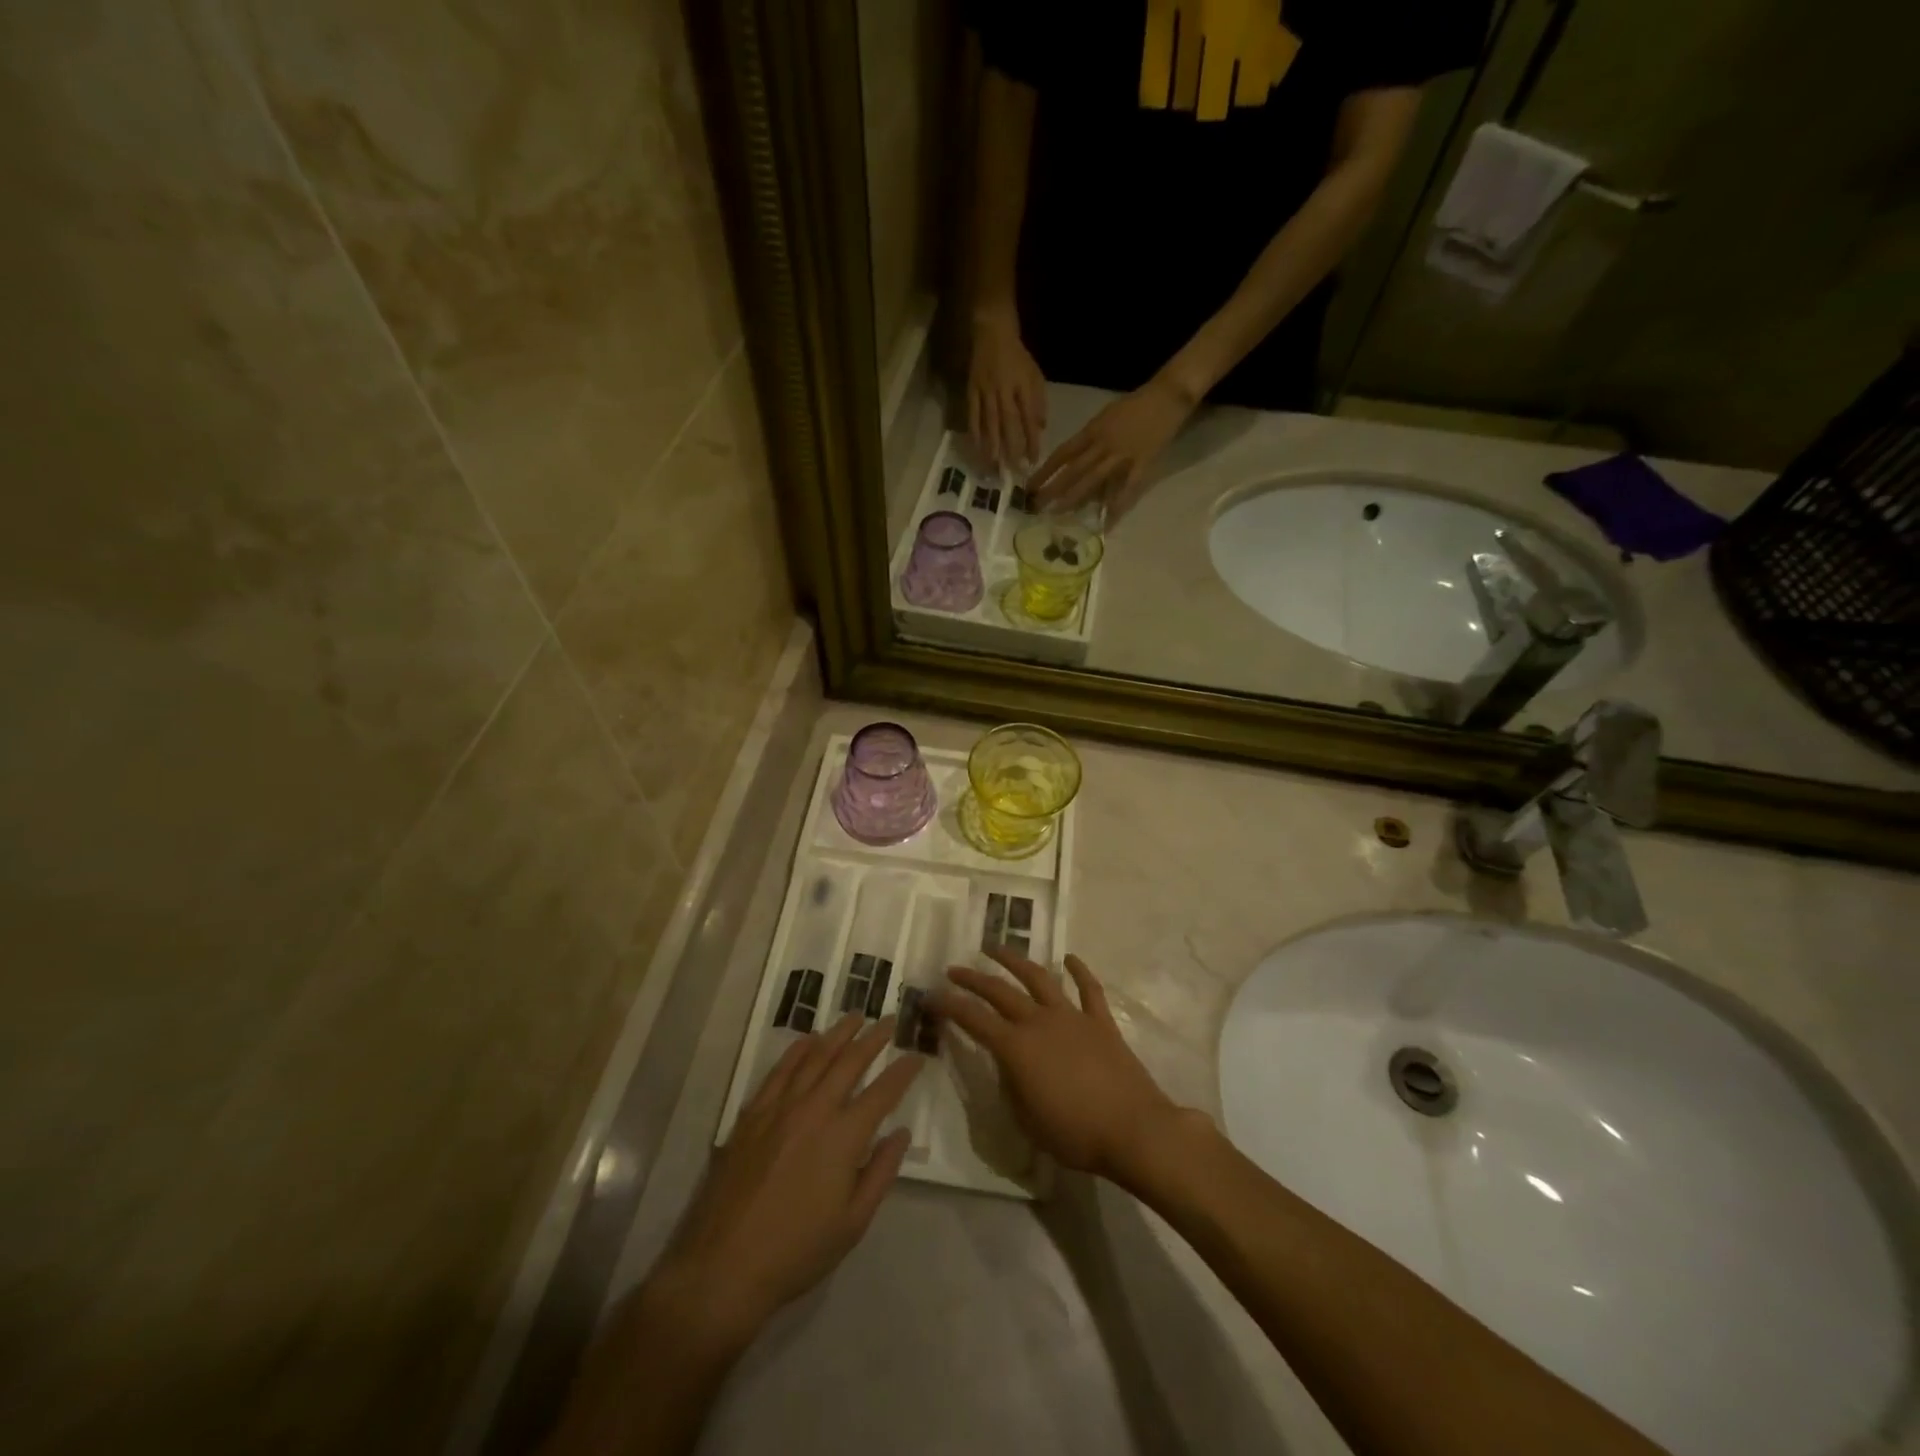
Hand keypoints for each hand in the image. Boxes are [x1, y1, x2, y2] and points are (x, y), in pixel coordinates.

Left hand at [647, 1014, 923, 1350]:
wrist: (723, 1266)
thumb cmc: (796, 1251)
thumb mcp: (852, 1223)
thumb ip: (880, 1172)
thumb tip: (901, 1133)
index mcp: (844, 1136)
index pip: (883, 1091)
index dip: (903, 1071)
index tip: (917, 1056)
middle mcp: (815, 1110)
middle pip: (850, 1061)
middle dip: (874, 1038)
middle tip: (889, 1020)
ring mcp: (780, 1108)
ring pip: (815, 1056)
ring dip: (838, 1034)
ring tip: (855, 1017)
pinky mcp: (752, 1114)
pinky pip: (779, 1071)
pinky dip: (797, 1050)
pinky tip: (808, 1040)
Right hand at [932, 947, 1189, 1183]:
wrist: (1133, 1129)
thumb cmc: (1074, 1134)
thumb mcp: (1027, 1120)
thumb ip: (1011, 1086)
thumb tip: (1007, 1064)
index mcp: (1017, 1048)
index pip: (973, 1019)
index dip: (949, 1005)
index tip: (931, 995)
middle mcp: (1040, 1022)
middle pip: (1000, 991)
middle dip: (973, 978)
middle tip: (954, 968)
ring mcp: (1072, 1017)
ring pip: (1039, 978)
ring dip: (1015, 960)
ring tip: (996, 948)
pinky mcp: (1100, 1021)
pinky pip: (1088, 989)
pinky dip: (1079, 970)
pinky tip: (1069, 958)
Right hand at [968, 312, 1047, 469]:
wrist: (993, 332)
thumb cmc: (1018, 357)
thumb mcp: (1035, 375)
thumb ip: (1039, 402)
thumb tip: (1041, 429)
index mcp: (1023, 386)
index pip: (1029, 419)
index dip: (1032, 441)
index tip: (1033, 461)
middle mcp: (1004, 390)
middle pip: (1008, 424)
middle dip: (1011, 449)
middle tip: (1012, 472)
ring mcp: (986, 390)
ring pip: (989, 423)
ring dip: (992, 446)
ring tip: (993, 467)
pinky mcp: (971, 390)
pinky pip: (973, 415)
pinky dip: (975, 433)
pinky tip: (976, 449)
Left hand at [1029, 376, 1195, 520]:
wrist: (1167, 395)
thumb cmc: (1133, 405)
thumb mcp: (1104, 417)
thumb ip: (1087, 439)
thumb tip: (1069, 461)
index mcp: (1092, 431)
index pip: (1062, 454)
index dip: (1045, 471)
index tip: (1030, 486)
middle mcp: (1103, 444)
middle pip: (1073, 470)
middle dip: (1053, 489)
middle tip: (1036, 506)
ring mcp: (1122, 456)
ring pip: (1093, 480)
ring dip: (1074, 498)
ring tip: (1058, 513)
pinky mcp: (1142, 465)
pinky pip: (1126, 489)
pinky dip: (1116, 506)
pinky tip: (1105, 522)